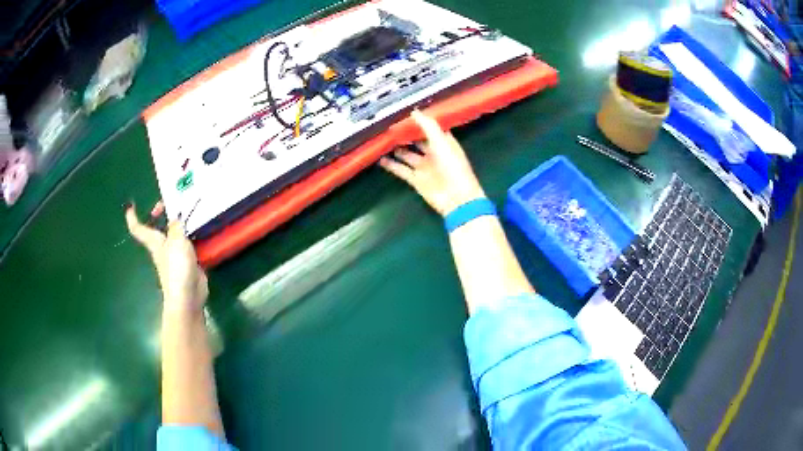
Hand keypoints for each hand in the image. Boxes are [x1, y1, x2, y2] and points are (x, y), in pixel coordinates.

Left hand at [126, 206, 207, 314]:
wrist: (187, 296)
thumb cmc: (176, 267)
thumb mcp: (176, 240)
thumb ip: (176, 226)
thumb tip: (175, 217)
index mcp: (154, 241)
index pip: (138, 228)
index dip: (133, 217)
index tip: (130, 206)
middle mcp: (162, 248)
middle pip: (156, 229)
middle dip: (159, 216)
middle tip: (168, 205)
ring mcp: (174, 257)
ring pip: (172, 236)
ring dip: (178, 225)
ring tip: (188, 213)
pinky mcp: (187, 264)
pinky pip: (186, 246)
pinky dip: (191, 238)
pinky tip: (199, 233)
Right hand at [380, 110, 485, 215]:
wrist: (457, 198)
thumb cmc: (453, 167)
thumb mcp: (442, 142)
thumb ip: (428, 126)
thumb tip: (414, 111)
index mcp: (443, 142)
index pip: (429, 128)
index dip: (418, 121)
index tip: (403, 112)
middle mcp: (433, 153)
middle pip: (416, 140)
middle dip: (404, 133)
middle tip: (388, 124)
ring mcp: (424, 167)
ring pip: (406, 154)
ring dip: (395, 147)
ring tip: (381, 138)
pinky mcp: (416, 180)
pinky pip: (401, 170)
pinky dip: (391, 165)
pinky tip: (379, 158)